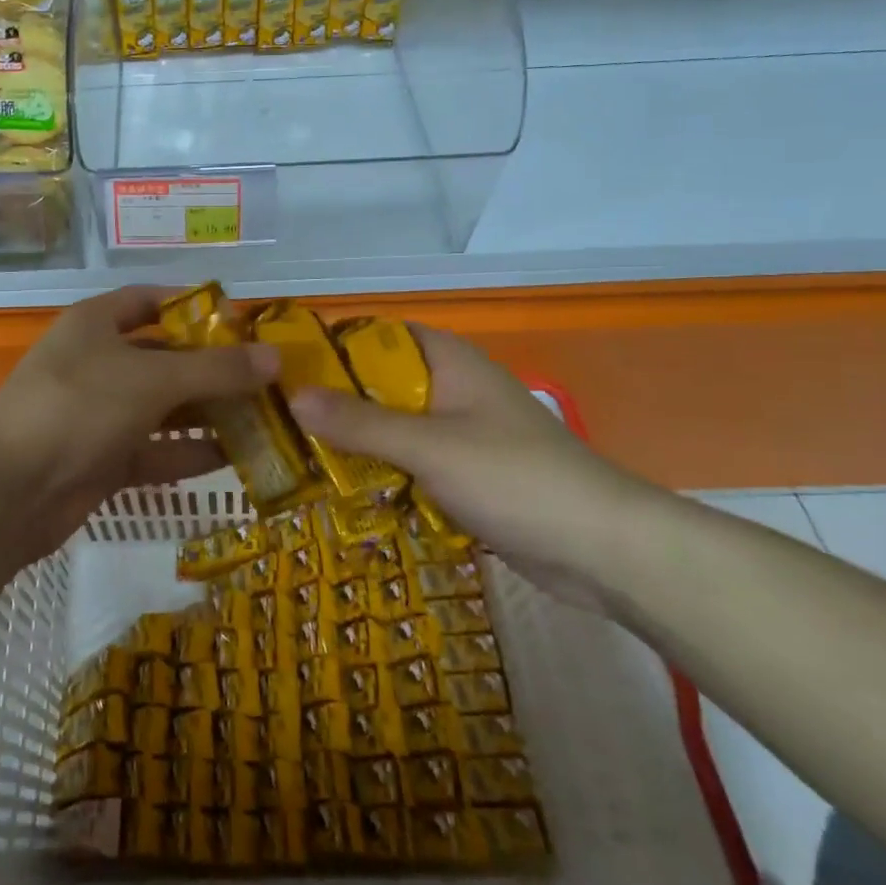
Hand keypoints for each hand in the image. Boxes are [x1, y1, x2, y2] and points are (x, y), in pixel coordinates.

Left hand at [0, 286, 279, 568]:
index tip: (242, 323)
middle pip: (166, 357)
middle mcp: (98, 363)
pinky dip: (189, 454)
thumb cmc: (79, 408)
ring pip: (164, 407)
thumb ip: (216, 370)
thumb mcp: (153, 380)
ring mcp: (99, 414)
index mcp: (97, 324)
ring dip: (208, 414)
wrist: (9, 491)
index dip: (195, 307)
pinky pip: (155, 450)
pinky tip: (235, 458)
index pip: (152, 300)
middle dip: (214, 369)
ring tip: (264, 418)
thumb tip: (276, 359)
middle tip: (267, 379)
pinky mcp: (102, 459)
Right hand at [289, 326, 672, 610]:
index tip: (286, 368)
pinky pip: (414, 462)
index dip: (334, 346)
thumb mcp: (428, 446)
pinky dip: (385, 472)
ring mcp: (464, 433)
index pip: (379, 336)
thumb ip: (360, 423)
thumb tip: (292, 394)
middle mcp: (454, 388)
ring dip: (358, 441)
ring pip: (396, 426)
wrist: (604, 548)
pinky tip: (348, 493)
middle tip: (281, 420)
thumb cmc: (514, 477)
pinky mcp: (470, 474)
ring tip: (300, 456)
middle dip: (337, 401)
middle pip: (382, 383)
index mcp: (449, 362)